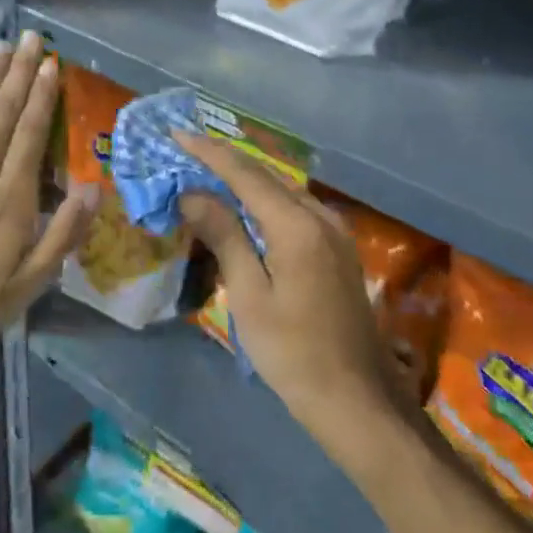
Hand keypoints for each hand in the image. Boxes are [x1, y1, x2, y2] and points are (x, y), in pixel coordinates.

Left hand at [0, 32, 93, 369]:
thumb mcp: (31, 283)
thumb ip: (64, 233)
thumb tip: (94, 186)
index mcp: (11, 197)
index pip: (31, 132)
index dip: (42, 95)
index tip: (51, 63)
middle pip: (2, 112)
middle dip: (18, 72)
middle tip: (30, 37)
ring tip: (2, 47)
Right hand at [174, 135, 408, 452]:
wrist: (356, 398)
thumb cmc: (293, 353)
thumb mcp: (250, 295)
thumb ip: (225, 237)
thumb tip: (193, 194)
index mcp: (298, 226)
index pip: (245, 174)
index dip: (209, 153)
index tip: (176, 133)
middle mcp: (321, 216)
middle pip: (266, 176)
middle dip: (225, 161)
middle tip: (186, 151)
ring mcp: (335, 231)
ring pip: (283, 190)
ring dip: (246, 179)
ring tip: (208, 172)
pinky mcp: (339, 248)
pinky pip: (296, 208)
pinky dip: (266, 200)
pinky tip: (247, 208)